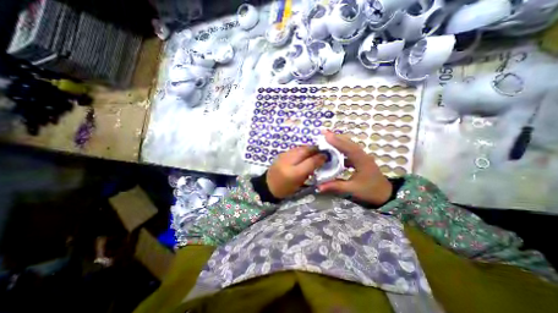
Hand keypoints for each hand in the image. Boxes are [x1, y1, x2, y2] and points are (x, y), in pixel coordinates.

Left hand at [265, 145, 327, 197]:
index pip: (310, 161)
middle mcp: (289, 161)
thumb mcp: (299, 183)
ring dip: (309, 148)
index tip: (327, 156)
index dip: (320, 157)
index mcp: (294, 173)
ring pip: (300, 148)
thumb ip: (309, 171)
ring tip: (315, 152)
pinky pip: (295, 149)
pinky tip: (305, 153)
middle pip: (305, 151)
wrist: (268, 185)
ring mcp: (284, 156)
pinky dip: (302, 149)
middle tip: (322, 151)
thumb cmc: (285, 188)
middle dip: (316, 150)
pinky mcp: (282, 154)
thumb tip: (319, 160)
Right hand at [318, 131, 390, 205]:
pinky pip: (349, 151)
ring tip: (326, 138)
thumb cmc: (370, 192)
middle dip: (336, 137)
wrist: (386, 196)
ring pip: (349, 145)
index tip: (325, 135)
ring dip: (338, 141)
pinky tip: (333, 151)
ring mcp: (362, 157)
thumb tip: (318, 186)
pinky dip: (341, 148)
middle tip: (323, 132)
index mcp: (362, 161)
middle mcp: (362, 155)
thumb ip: (335, 187)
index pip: (348, 148)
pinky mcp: (360, 160)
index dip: (336, 141)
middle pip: (349, 142)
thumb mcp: (352, 190)